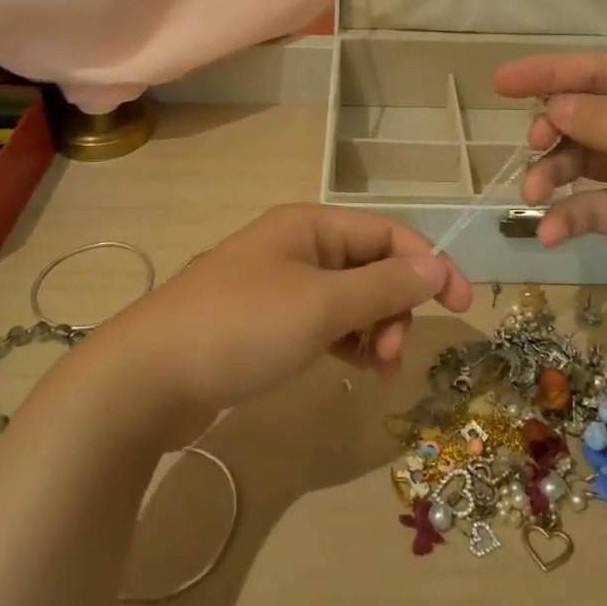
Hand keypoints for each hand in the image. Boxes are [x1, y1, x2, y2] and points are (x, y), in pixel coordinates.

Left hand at [96, 205, 472, 444]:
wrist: (145, 379)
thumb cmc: (240, 328)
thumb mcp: (320, 305)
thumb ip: (383, 285)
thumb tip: (438, 266)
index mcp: (310, 226)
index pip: (388, 234)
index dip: (429, 264)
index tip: (461, 306)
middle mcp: (297, 246)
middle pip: (371, 265)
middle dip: (395, 305)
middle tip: (393, 352)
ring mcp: (278, 285)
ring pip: (350, 298)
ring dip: (374, 327)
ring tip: (376, 366)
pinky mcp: (264, 322)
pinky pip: (323, 322)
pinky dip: (345, 340)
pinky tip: (351, 366)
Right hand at [493, 54, 606, 354]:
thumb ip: (604, 121)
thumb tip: (555, 104)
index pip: (603, 71)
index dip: (550, 72)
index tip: (500, 82)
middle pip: (592, 116)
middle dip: (556, 130)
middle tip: (533, 148)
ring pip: (589, 161)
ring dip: (558, 175)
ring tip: (533, 195)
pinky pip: (600, 206)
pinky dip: (573, 216)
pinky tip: (549, 234)